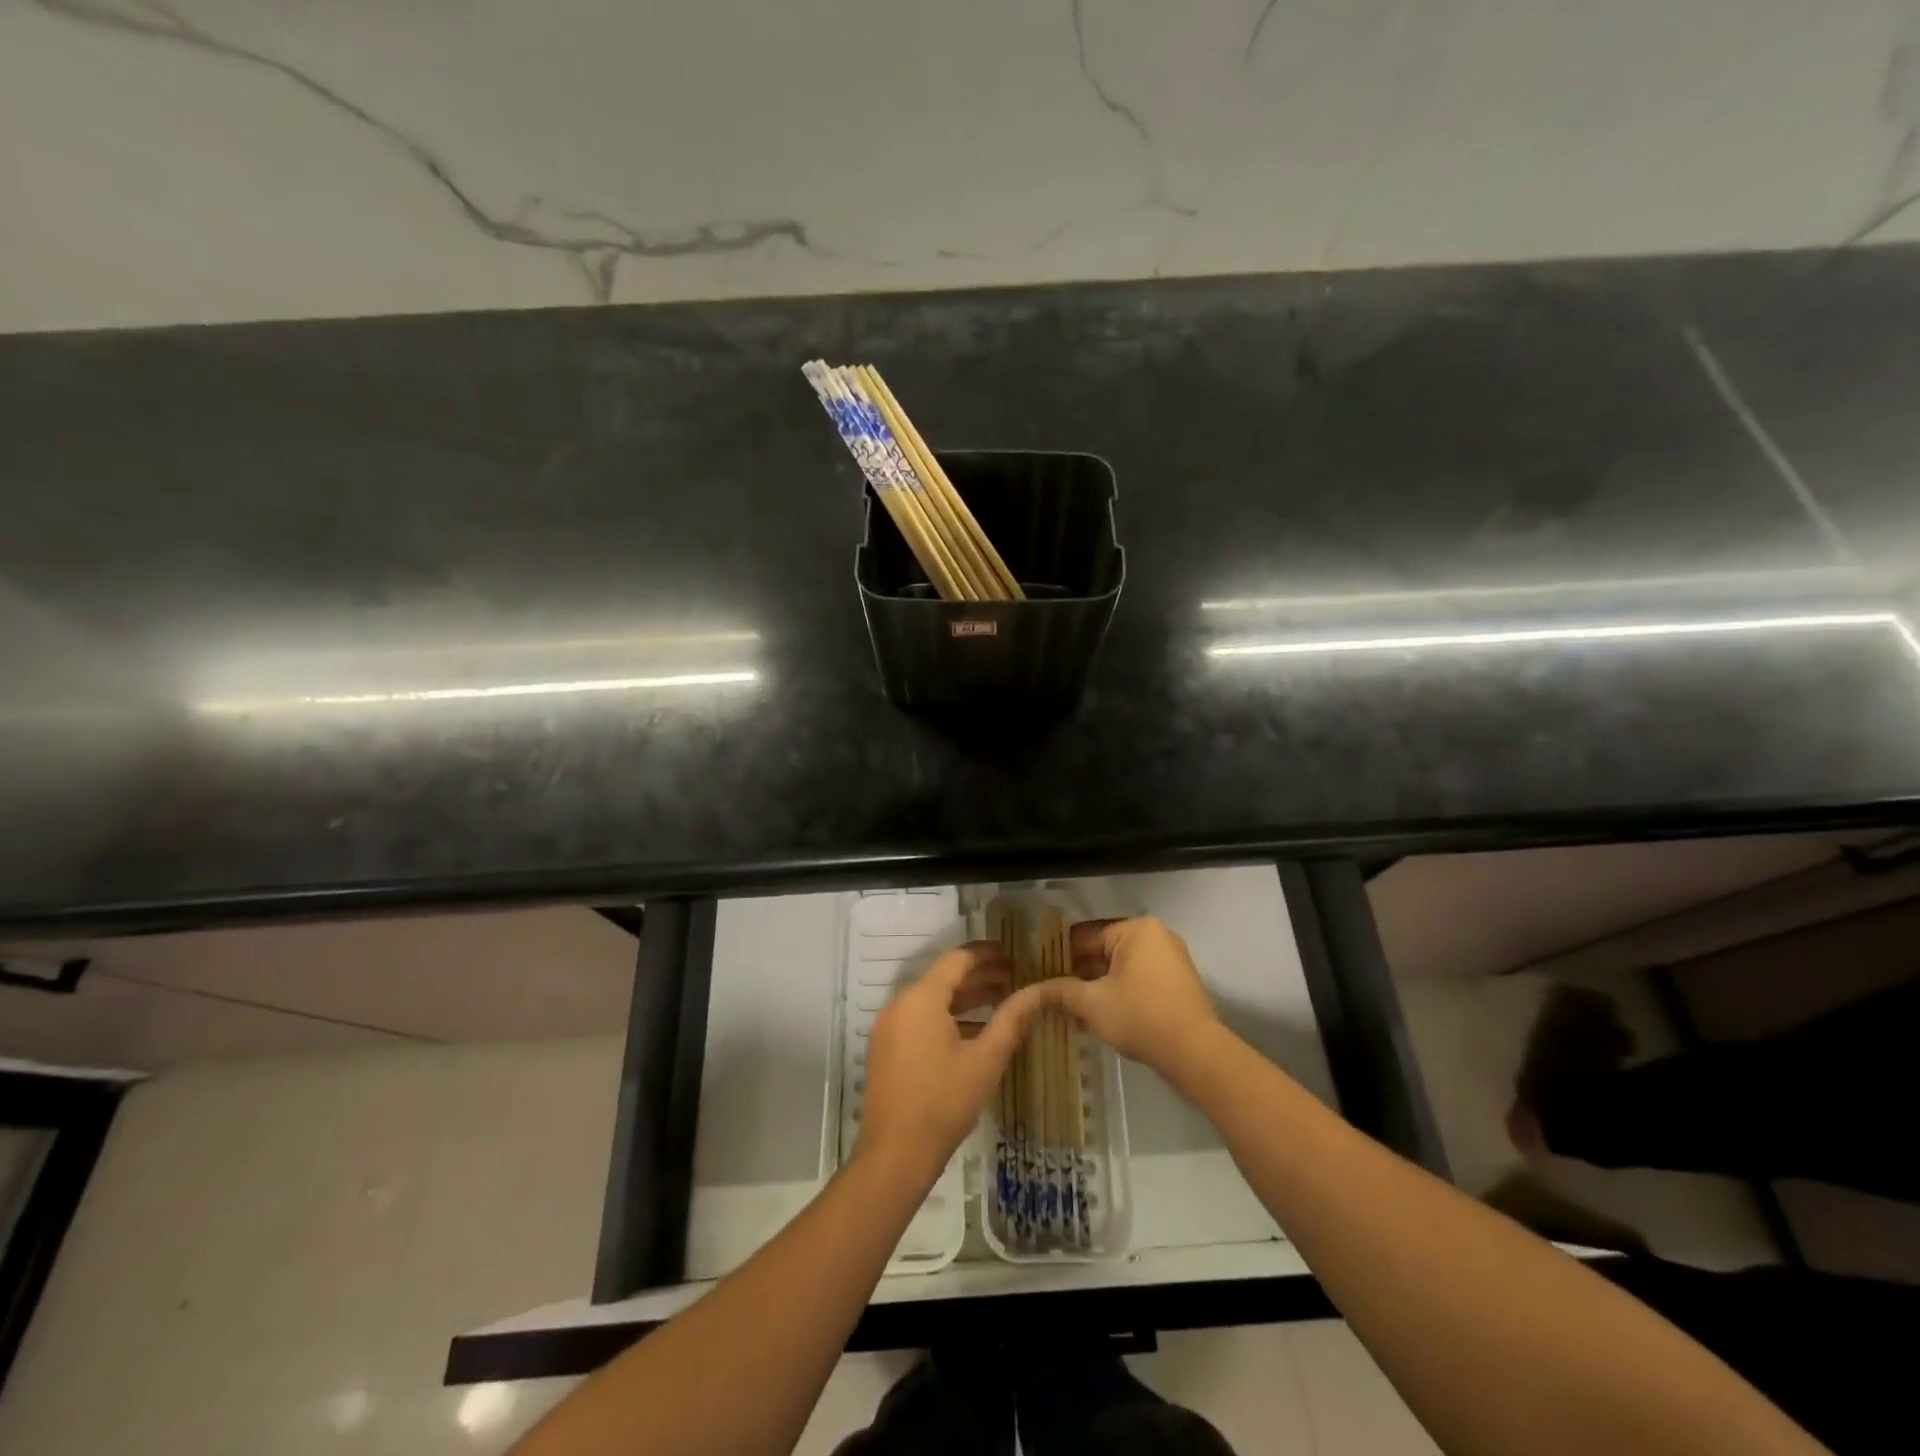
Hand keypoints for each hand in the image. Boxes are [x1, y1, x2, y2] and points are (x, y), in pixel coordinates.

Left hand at [858, 942, 1053, 1176]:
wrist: (895, 1155)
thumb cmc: (944, 1102)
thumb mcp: (986, 1059)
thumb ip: (1013, 1019)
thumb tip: (1040, 991)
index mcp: (921, 998)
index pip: (957, 959)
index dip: (986, 953)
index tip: (1013, 954)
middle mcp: (900, 1004)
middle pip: (943, 977)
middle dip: (980, 976)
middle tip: (1014, 978)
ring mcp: (889, 1027)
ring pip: (932, 999)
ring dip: (965, 997)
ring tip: (1001, 1001)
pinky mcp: (887, 1048)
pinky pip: (920, 1018)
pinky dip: (947, 1016)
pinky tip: (975, 1031)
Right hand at [1053, 917, 1222, 1079]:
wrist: (1196, 1053)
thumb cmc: (1140, 1017)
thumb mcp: (1092, 1003)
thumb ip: (1060, 991)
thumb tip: (1032, 991)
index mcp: (1135, 929)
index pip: (1085, 935)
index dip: (1059, 955)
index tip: (1040, 973)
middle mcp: (1156, 935)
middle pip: (1104, 949)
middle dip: (1079, 971)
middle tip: (1053, 992)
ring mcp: (1171, 958)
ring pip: (1121, 966)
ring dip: (1098, 984)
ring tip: (1071, 1006)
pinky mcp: (1178, 981)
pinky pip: (1139, 978)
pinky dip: (1119, 990)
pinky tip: (1100, 1013)